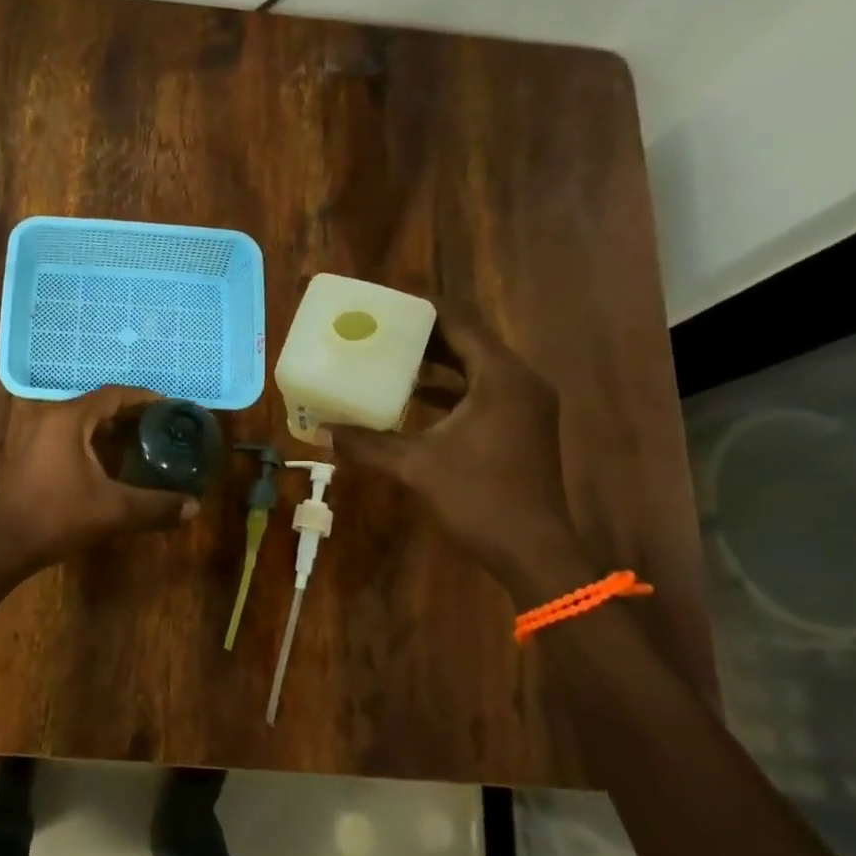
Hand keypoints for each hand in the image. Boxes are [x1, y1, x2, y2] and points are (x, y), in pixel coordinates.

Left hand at [0, 387, 196, 570]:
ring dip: (109, 429)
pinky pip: (67, 436)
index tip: (168, 407)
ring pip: (80, 422)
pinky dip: (91, 441)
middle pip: (96, 405)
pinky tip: (109, 463)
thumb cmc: (59, 517)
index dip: (143, 398)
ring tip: (140, 442)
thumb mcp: (114, 510)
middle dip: (129, 414)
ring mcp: (35, 435)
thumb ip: (156, 506)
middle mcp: (49, 418)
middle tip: (160, 427)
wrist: (6, 544)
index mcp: (68, 419)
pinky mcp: (29, 454)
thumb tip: (194, 507)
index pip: (113, 394)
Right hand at [326, 304, 591, 600]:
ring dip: (438, 361)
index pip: (461, 323)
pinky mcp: (523, 425)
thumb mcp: (415, 466)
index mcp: (501, 378)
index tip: (386, 304)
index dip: (423, 310)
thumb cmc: (478, 498)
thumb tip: (322, 432)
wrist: (533, 550)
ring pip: (477, 367)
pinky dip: (452, 388)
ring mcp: (526, 405)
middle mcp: (520, 382)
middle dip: (426, 335)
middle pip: (470, 341)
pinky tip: (415, 397)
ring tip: (391, 357)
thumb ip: (367, 444)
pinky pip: (484, 390)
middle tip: (381, 329)